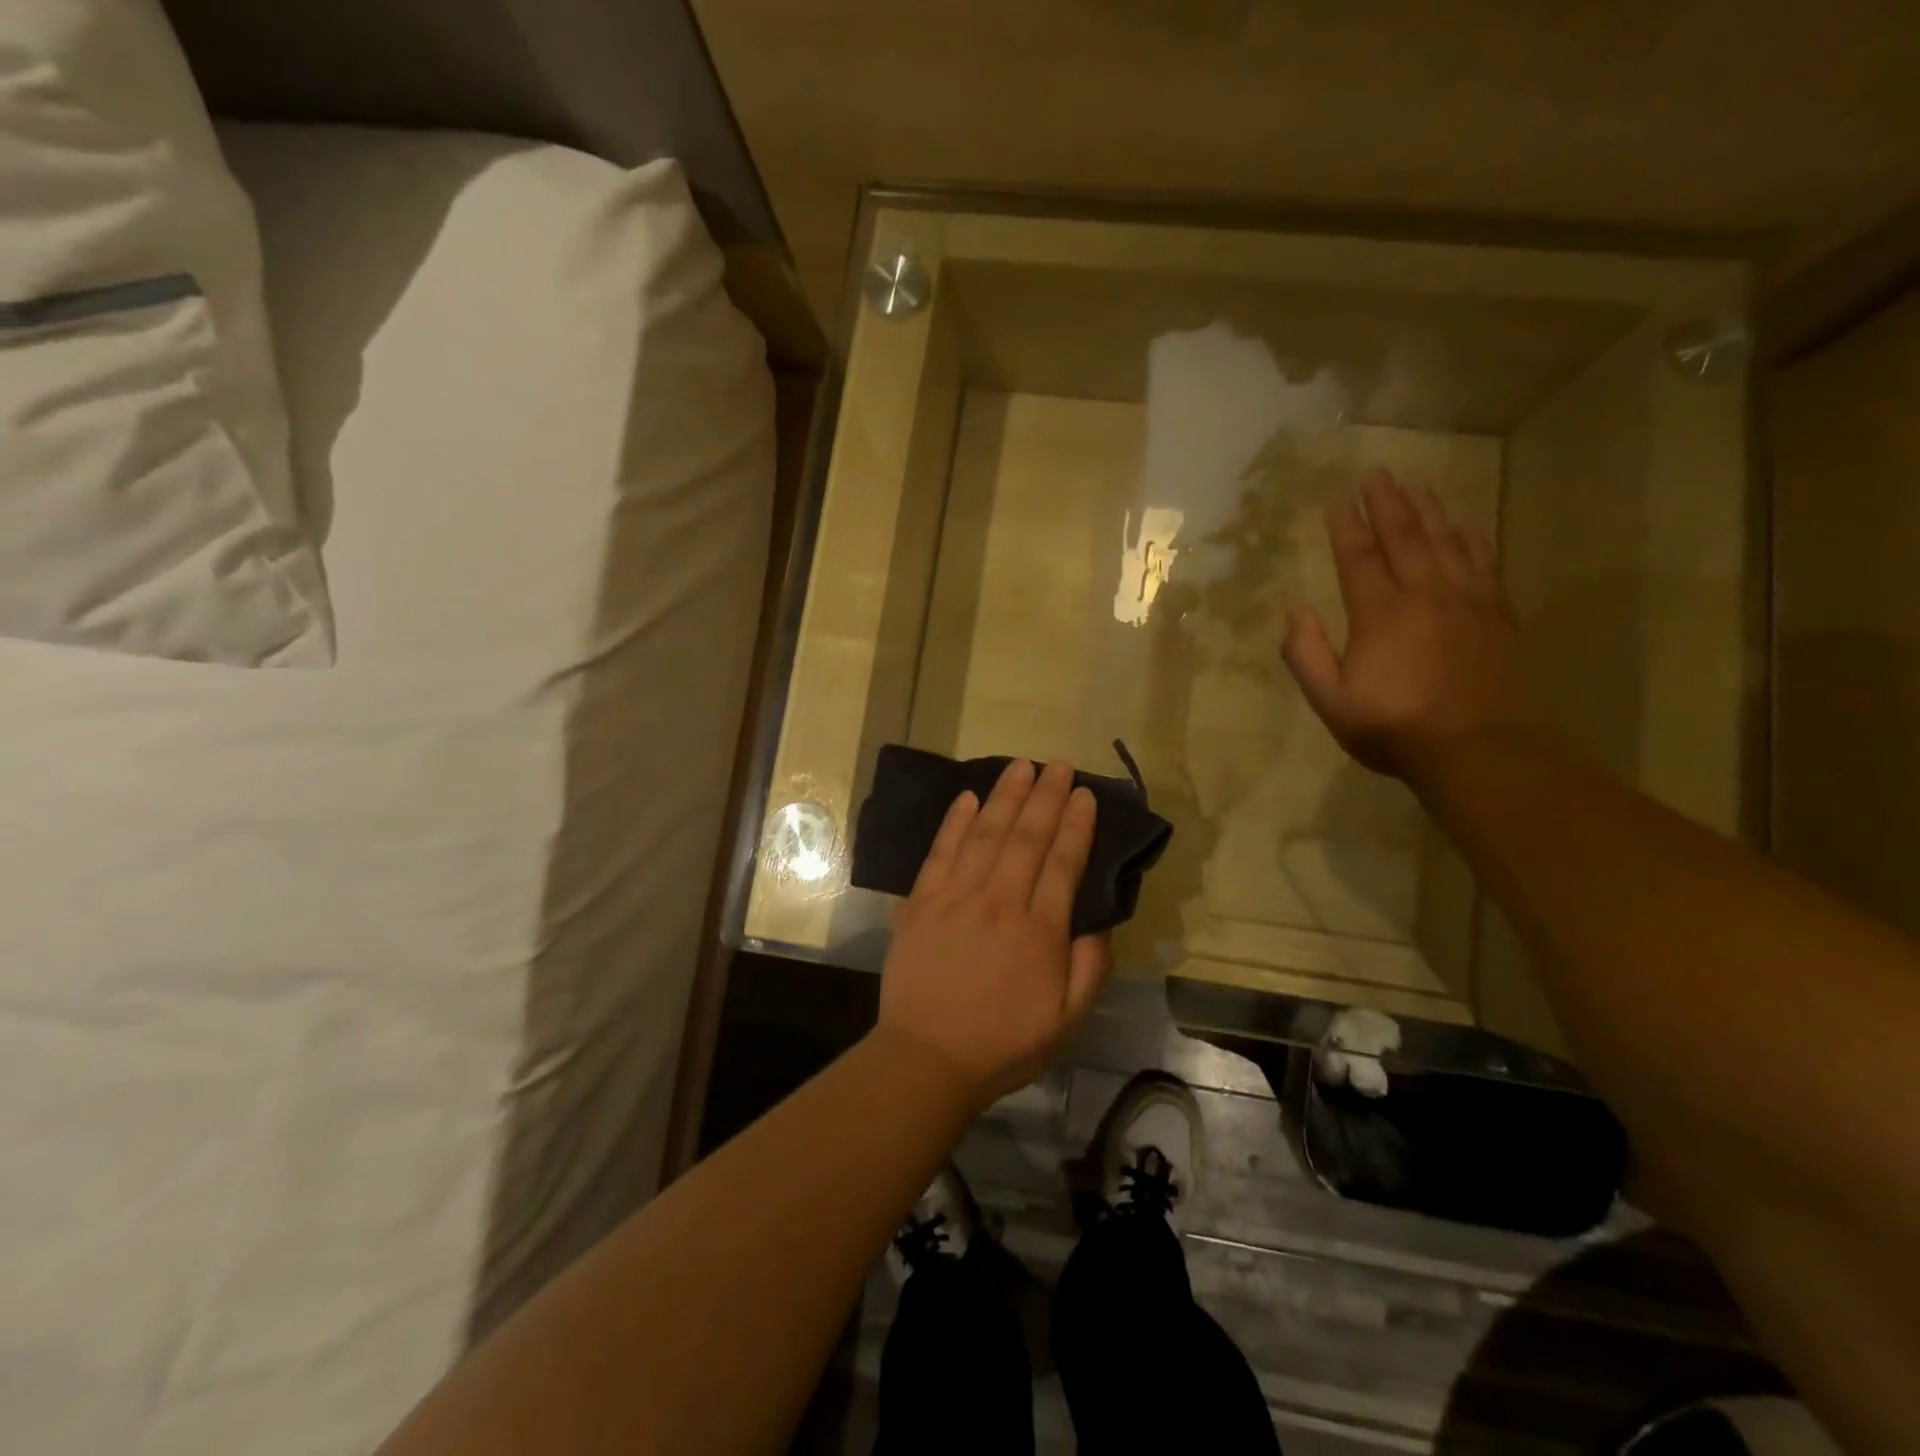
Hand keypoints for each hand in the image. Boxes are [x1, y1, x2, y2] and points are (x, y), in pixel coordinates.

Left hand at [876, 758, 1113, 1109]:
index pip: (1063, 863)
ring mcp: (955, 897)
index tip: (1085, 795)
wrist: (927, 1058)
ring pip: (985, 835)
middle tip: (1059, 766)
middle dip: (1046, 797)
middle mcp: (999, 902)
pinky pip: (941, 852)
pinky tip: (968, 797)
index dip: (1076, 825)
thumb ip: (1090, 969)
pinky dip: (955, 822)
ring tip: (1021, 766)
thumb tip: (1099, 924)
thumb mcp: (1066, 1022)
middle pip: (1026, 838)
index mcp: (1038, 930)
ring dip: (1005, 797)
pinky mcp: (921, 902)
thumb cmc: (1002, 1043)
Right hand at [1282, 469, 1541, 783]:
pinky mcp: (1495, 613)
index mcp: (1380, 614)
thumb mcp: (1330, 701)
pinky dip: (1470, 536)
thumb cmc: (1393, 727)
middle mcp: (1424, 594)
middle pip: (1404, 536)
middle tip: (1376, 474)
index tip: (1337, 499)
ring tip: (1415, 484)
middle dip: (1387, 503)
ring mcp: (1466, 600)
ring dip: (1428, 509)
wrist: (1476, 749)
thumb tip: (1295, 610)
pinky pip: (1483, 560)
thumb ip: (1307, 654)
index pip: (1359, 557)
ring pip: (1446, 540)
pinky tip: (1463, 523)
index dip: (1346, 526)